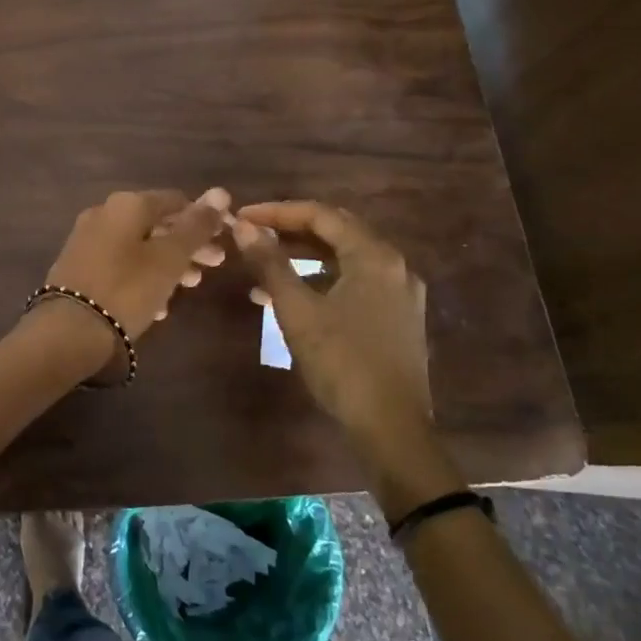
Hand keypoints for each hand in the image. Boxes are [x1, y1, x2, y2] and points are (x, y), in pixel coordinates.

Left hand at [39, 188, 232, 344]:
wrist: (70, 329)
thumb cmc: (128, 288)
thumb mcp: (170, 258)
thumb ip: (196, 226)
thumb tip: (220, 192)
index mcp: (127, 204)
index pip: (176, 200)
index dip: (204, 217)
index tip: (225, 239)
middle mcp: (104, 214)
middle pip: (156, 224)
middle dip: (188, 244)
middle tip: (214, 265)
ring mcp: (87, 240)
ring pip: (139, 246)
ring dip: (168, 263)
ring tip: (189, 287)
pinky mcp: (78, 267)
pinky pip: (120, 265)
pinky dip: (143, 277)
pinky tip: (157, 305)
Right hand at [232, 201, 432, 457]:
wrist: (391, 429)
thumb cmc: (342, 362)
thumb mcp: (297, 310)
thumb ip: (269, 263)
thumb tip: (243, 227)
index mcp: (374, 256)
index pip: (321, 215)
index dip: (277, 211)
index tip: (242, 217)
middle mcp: (393, 266)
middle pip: (335, 232)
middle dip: (290, 230)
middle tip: (252, 234)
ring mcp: (398, 293)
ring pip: (343, 259)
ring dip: (302, 258)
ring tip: (261, 268)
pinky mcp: (396, 318)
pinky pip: (352, 283)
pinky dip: (319, 281)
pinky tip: (289, 299)